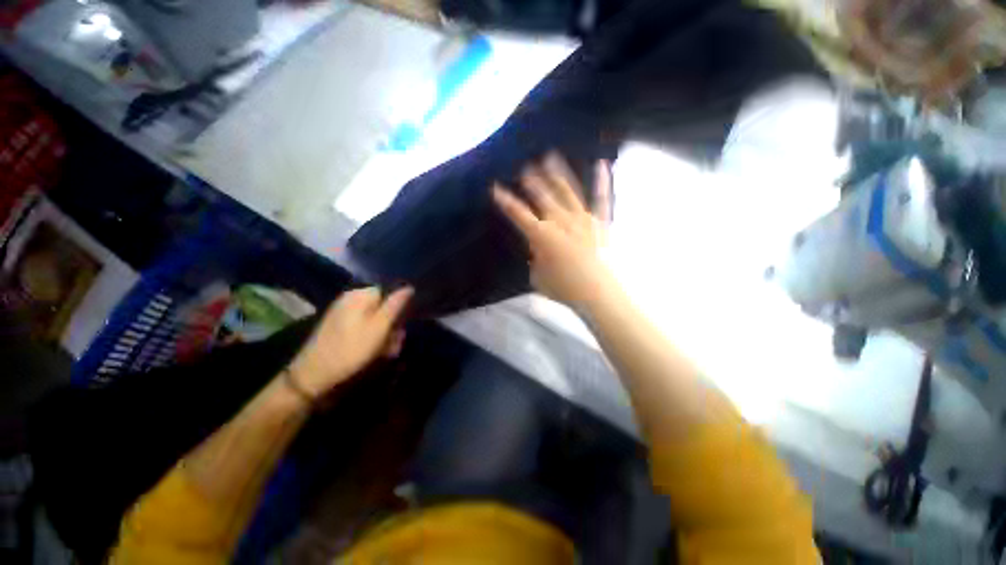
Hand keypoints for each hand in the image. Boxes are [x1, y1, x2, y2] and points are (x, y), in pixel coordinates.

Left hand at [288, 286, 411, 397]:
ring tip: (387, 353)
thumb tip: (409, 287)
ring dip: (385, 336)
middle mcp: (351, 301)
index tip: (402, 326)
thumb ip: (395, 305)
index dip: (399, 309)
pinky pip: (363, 329)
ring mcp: (343, 315)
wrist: (313, 375)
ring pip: (374, 320)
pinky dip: (372, 339)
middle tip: (395, 344)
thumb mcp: (379, 327)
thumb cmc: (352, 348)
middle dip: (393, 326)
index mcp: (359, 296)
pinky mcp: (339, 329)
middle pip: (382, 308)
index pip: (389, 293)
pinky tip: (375, 354)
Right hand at [493, 152, 613, 307]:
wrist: (597, 294)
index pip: (519, 214)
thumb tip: (538, 248)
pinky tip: (601, 164)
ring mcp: (583, 219)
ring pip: (567, 191)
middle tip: (525, 167)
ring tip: (550, 157)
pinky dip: (602, 181)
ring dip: (557, 175)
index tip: (495, 188)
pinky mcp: (601, 222)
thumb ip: (536, 258)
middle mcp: (561, 221)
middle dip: (532, 182)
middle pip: (542, 197)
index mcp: (543, 236)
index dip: (506, 201)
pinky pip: (602, 198)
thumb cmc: (564, 289)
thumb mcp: (538, 277)